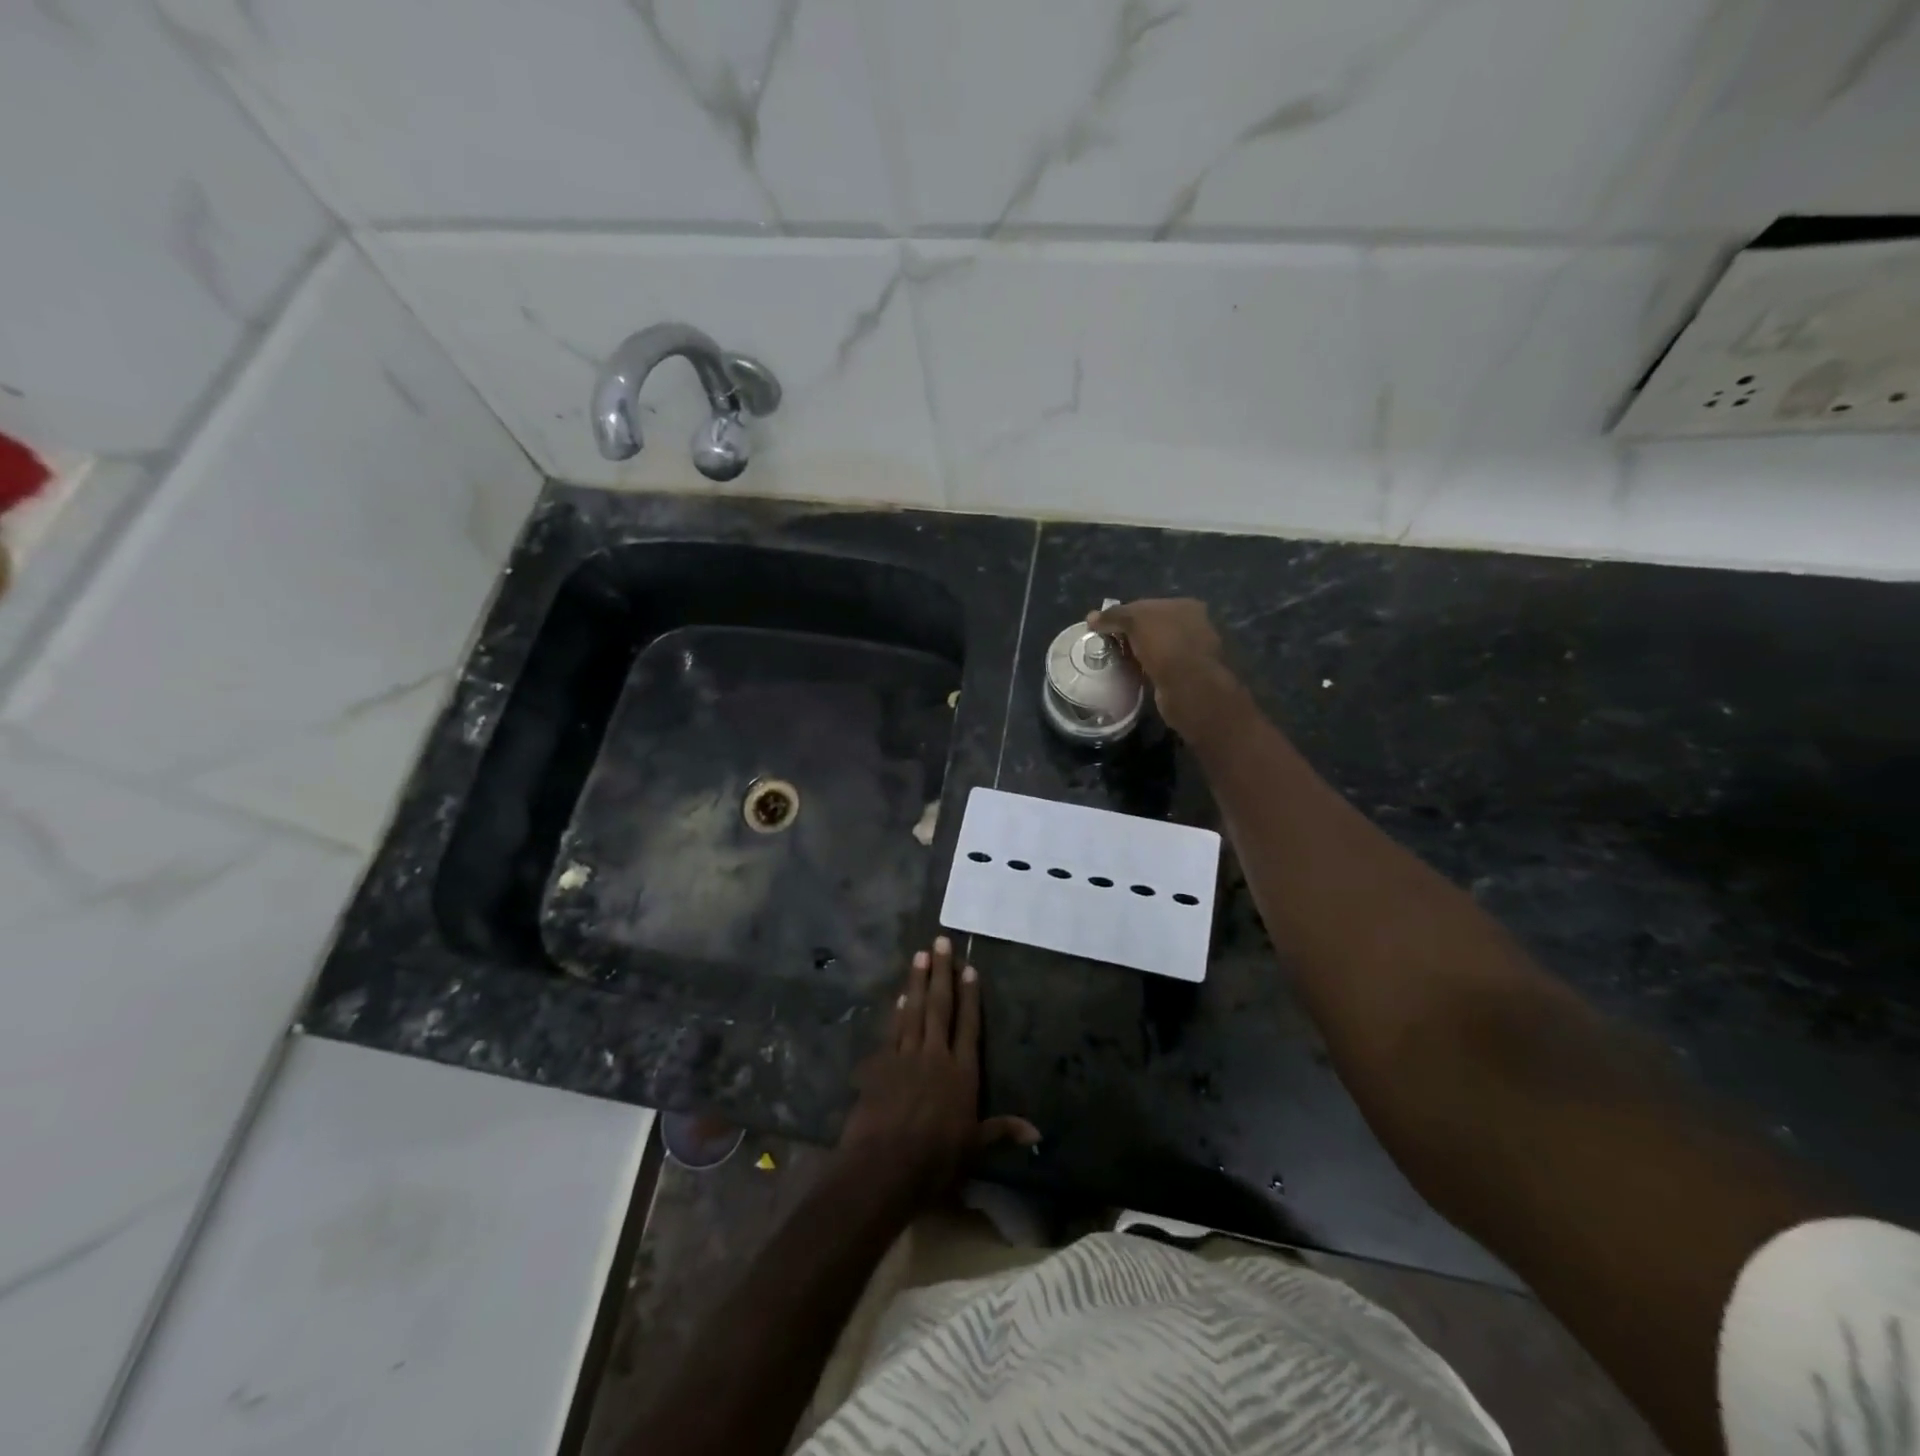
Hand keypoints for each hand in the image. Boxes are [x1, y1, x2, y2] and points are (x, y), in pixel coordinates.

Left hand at [838, 937, 1039, 1204]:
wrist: (884, 1167)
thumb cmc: (935, 1161)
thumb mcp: (974, 1148)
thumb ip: (1001, 1132)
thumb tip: (1037, 1131)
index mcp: (961, 1074)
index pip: (968, 1026)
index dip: (970, 997)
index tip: (970, 969)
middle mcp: (935, 1056)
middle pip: (940, 1007)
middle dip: (942, 973)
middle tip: (940, 942)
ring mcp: (906, 1057)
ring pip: (914, 1011)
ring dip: (917, 982)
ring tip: (920, 955)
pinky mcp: (881, 1065)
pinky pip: (892, 1030)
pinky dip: (897, 1011)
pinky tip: (901, 995)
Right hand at [1090, 598, 1243, 740]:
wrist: (1190, 688)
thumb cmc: (1166, 644)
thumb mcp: (1136, 621)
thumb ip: (1114, 616)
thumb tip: (1091, 618)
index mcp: (1185, 606)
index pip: (1147, 605)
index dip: (1123, 614)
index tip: (1104, 628)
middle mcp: (1193, 625)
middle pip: (1152, 626)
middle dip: (1131, 635)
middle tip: (1108, 645)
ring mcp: (1192, 652)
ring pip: (1156, 648)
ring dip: (1138, 654)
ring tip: (1116, 661)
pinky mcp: (1187, 676)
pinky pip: (1160, 668)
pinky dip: (1146, 670)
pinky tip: (1132, 675)